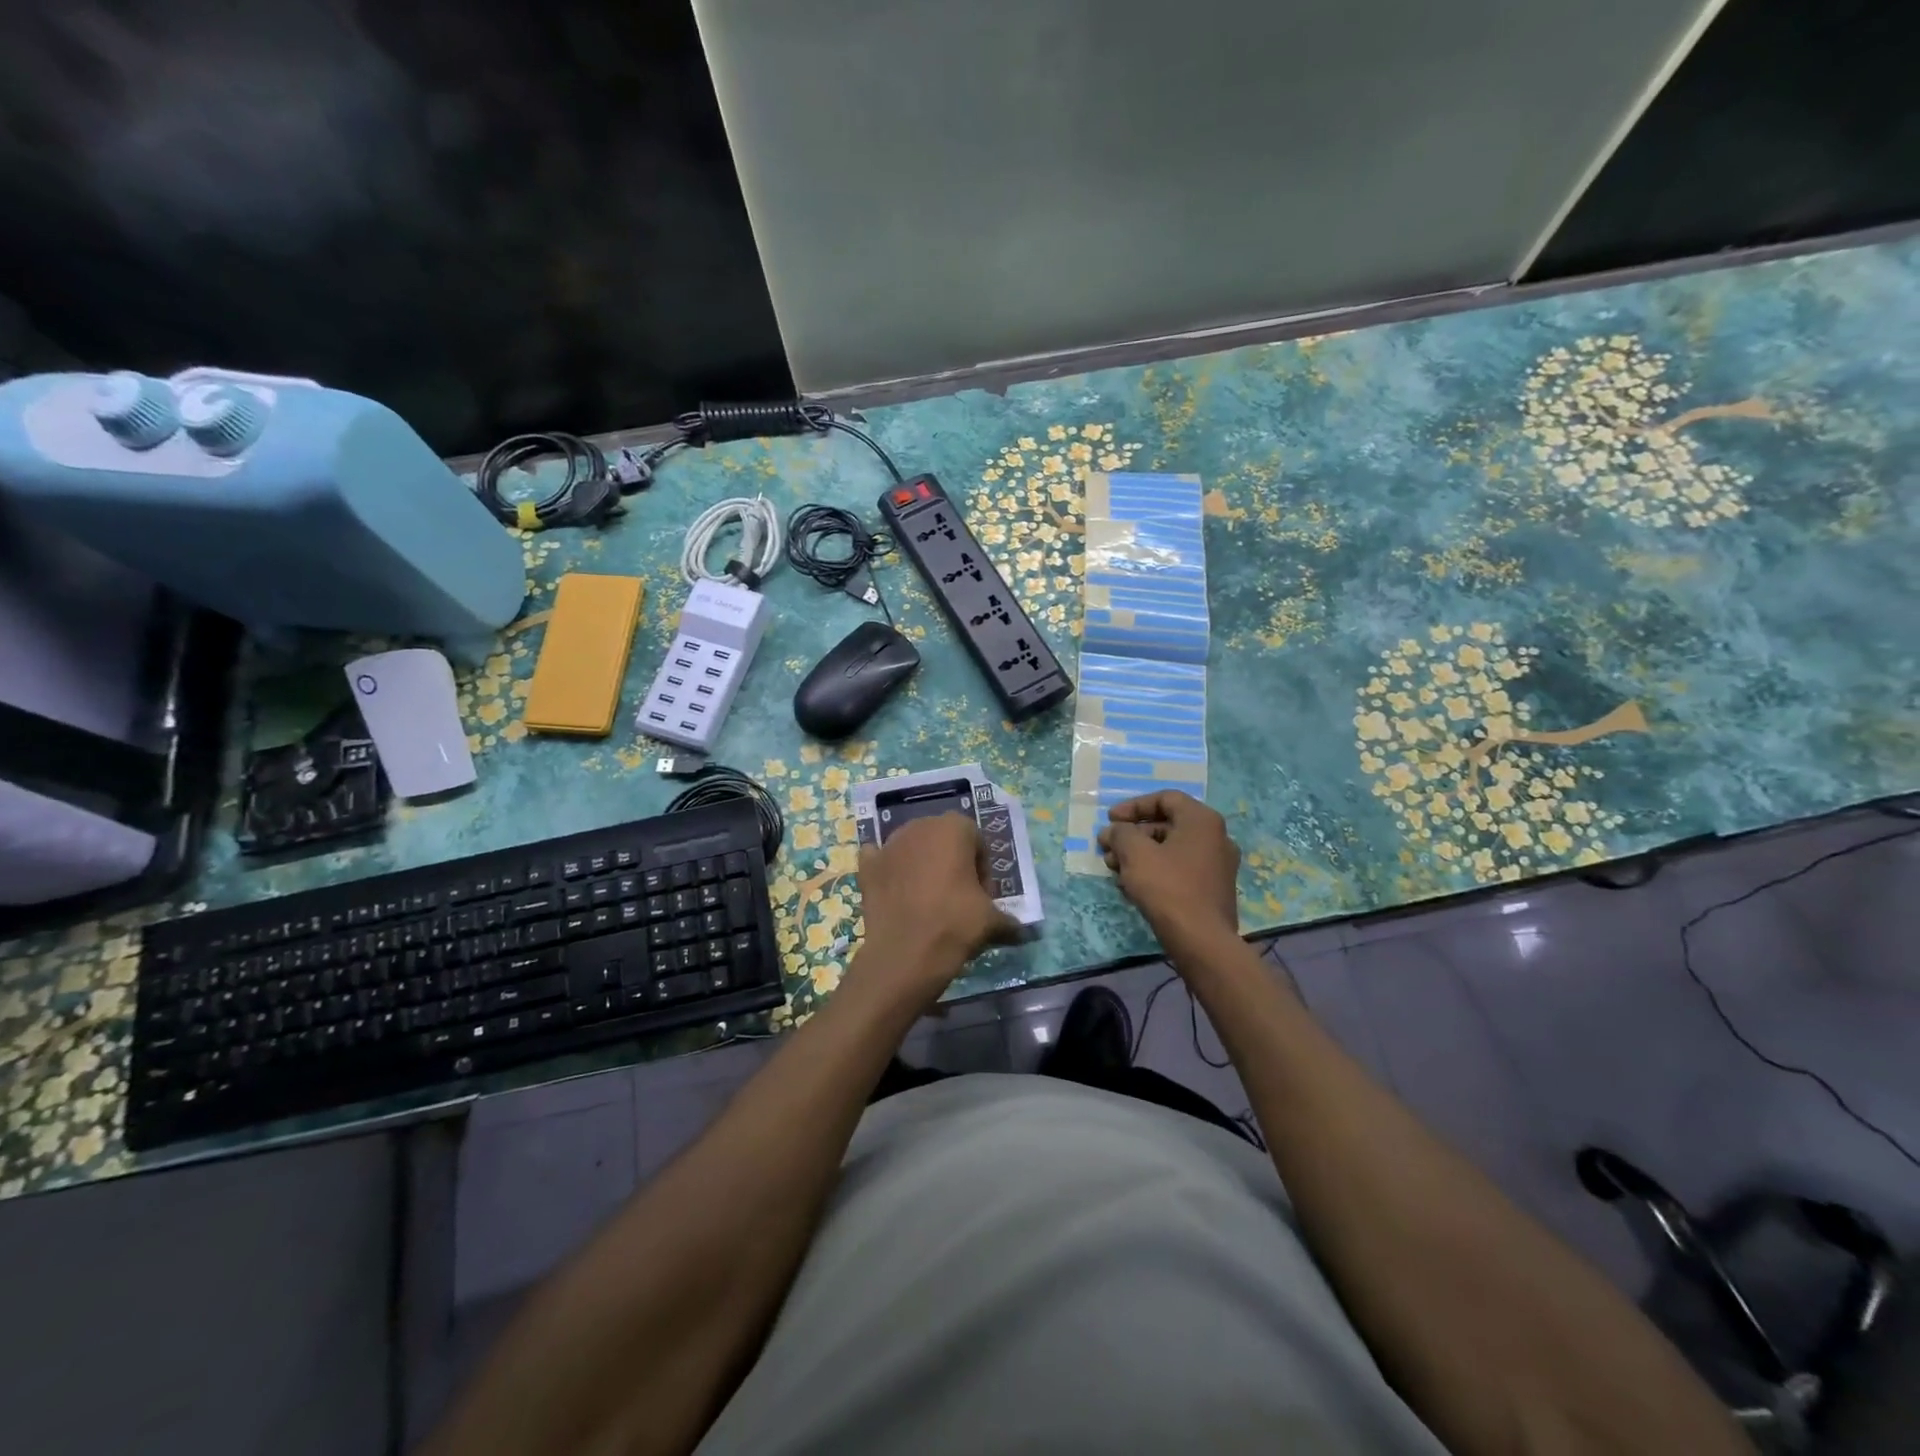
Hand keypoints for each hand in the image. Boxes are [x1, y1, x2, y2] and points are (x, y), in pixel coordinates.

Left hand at [855, 814, 1021, 1003]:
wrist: (904, 954)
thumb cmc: (954, 924)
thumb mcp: (991, 921)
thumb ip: (1009, 920)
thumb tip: (1023, 933)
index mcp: (954, 828)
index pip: (976, 841)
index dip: (983, 869)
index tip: (982, 896)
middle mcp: (920, 826)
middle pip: (944, 839)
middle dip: (953, 862)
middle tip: (959, 896)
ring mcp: (889, 844)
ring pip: (913, 847)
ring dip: (923, 865)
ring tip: (929, 899)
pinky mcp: (867, 865)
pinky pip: (881, 859)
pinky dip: (889, 870)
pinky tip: (897, 891)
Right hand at [1098, 791, 1241, 948]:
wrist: (1202, 941)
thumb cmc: (1168, 888)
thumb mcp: (1135, 854)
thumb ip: (1121, 833)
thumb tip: (1114, 831)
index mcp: (1202, 820)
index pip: (1165, 799)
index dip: (1133, 806)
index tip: (1110, 820)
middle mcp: (1216, 837)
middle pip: (1166, 825)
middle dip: (1132, 835)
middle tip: (1107, 848)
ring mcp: (1217, 865)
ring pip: (1170, 850)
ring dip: (1139, 855)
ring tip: (1114, 870)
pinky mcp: (1212, 890)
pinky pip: (1179, 870)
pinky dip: (1155, 871)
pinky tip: (1132, 888)